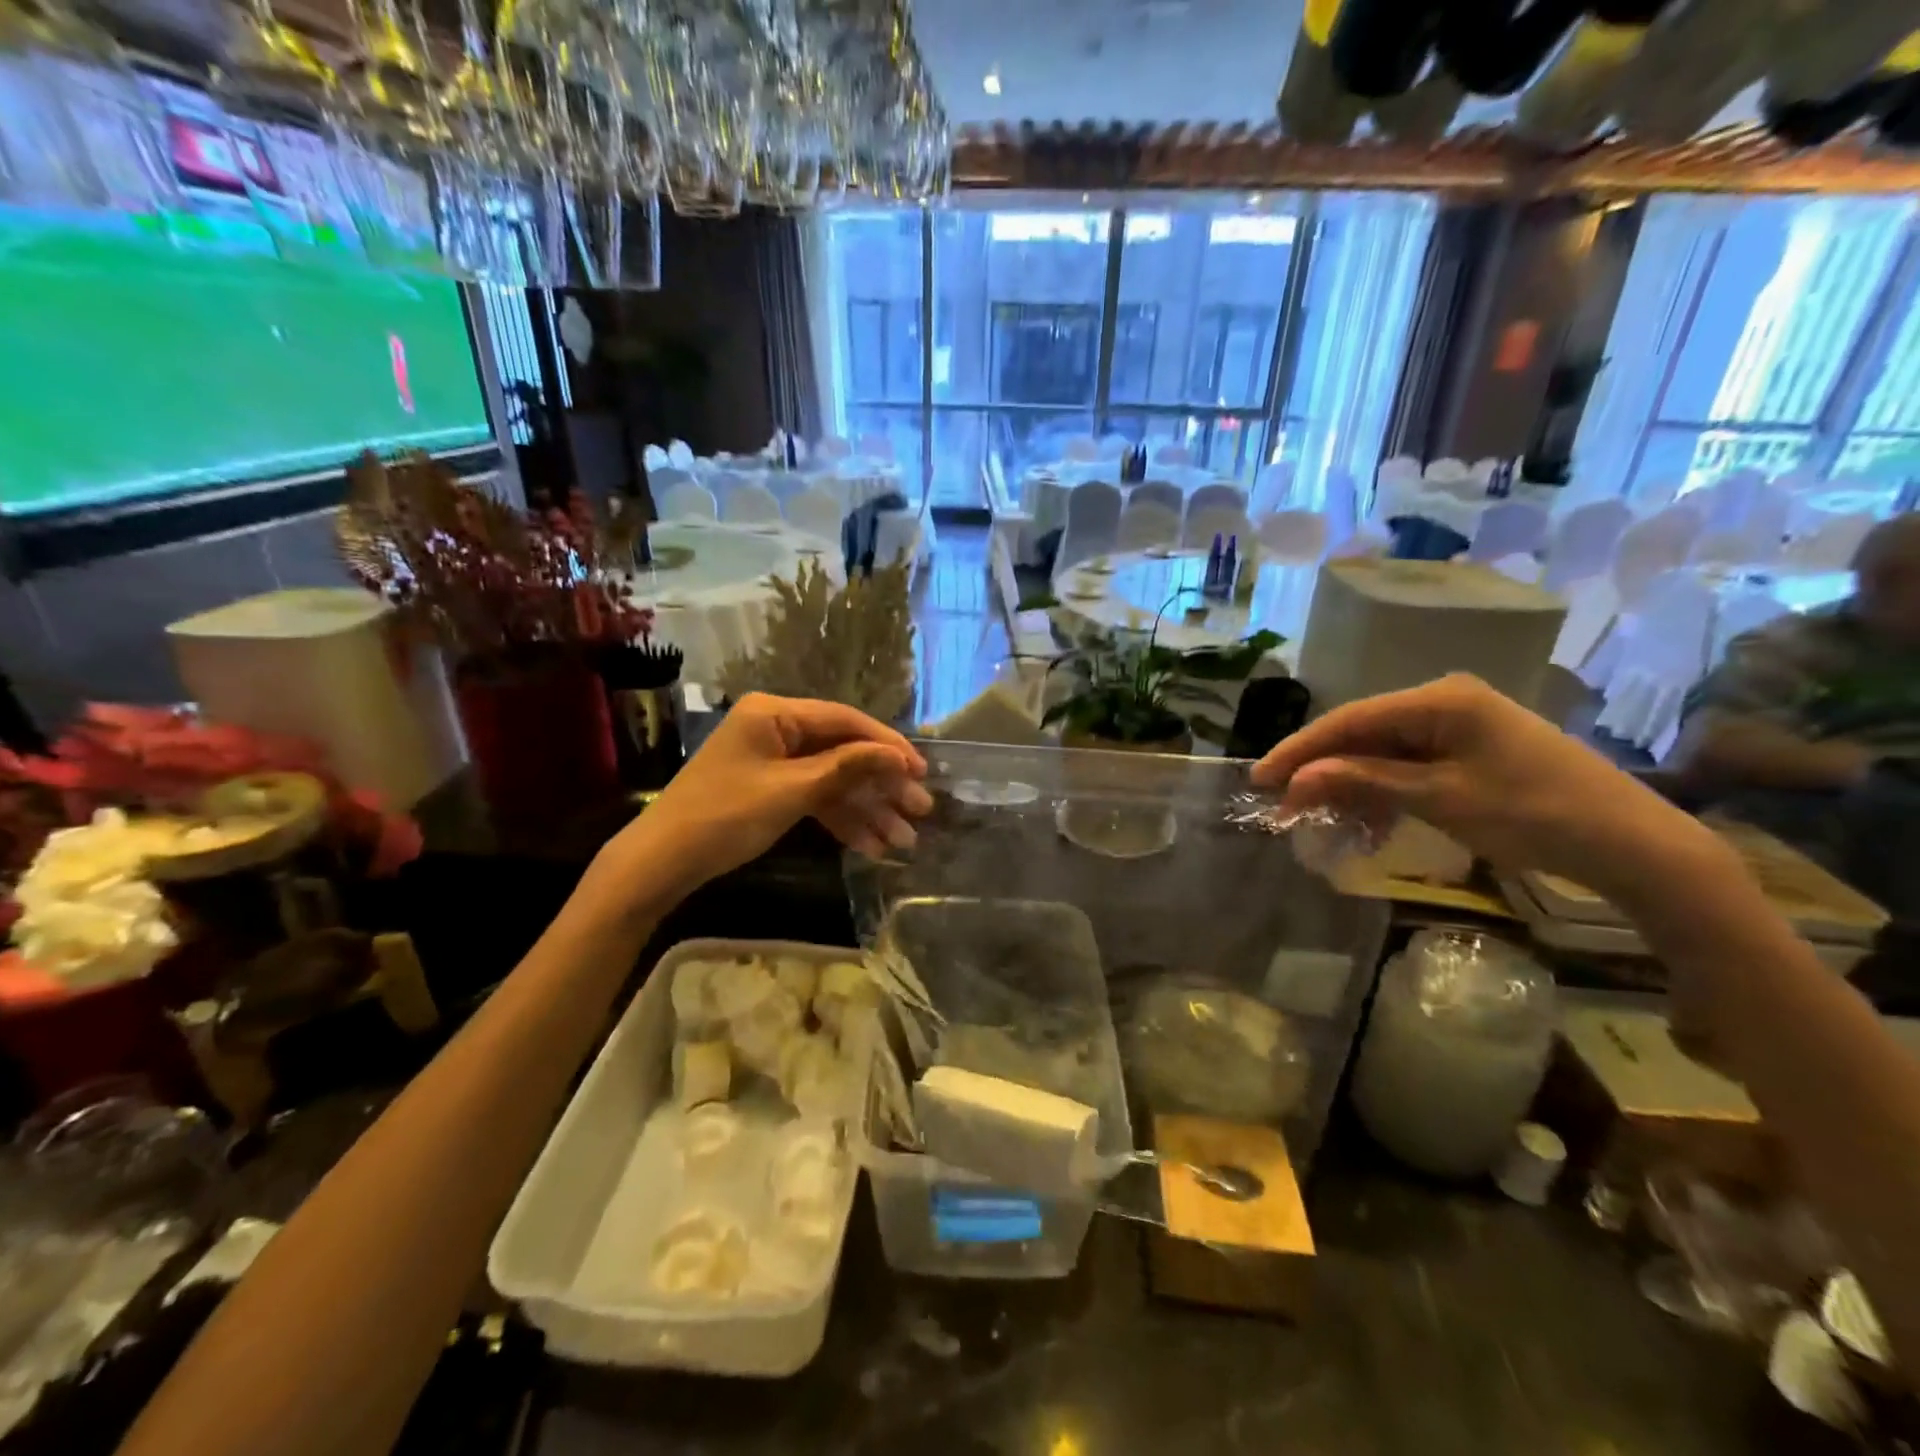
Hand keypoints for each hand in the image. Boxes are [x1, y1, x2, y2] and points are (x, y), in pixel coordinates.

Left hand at [615, 694, 930, 894]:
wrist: (662, 861)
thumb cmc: (725, 816)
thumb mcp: (791, 792)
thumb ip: (847, 768)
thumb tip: (897, 755)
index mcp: (775, 713)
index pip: (844, 721)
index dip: (887, 746)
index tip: (920, 771)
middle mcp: (777, 728)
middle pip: (843, 752)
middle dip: (882, 785)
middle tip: (920, 810)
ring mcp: (774, 760)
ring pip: (833, 780)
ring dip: (867, 809)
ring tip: (903, 841)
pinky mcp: (771, 788)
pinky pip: (815, 797)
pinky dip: (840, 819)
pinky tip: (870, 845)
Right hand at [1252, 675, 1727, 904]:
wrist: (1635, 845)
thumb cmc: (1534, 815)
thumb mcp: (1440, 800)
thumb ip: (1363, 782)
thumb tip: (1296, 778)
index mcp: (1440, 699)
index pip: (1349, 720)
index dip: (1299, 750)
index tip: (1258, 779)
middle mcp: (1445, 700)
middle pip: (1362, 734)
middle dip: (1321, 771)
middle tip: (1281, 805)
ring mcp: (1460, 724)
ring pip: (1382, 752)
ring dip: (1350, 785)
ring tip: (1316, 818)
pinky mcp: (1472, 749)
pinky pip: (1409, 765)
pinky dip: (1383, 792)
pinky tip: (1366, 822)